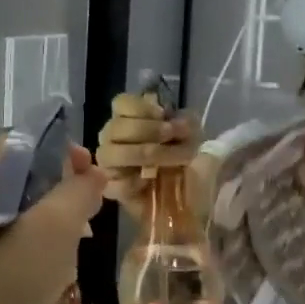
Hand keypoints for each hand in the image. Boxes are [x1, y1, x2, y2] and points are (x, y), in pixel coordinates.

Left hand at [0, 137, 107, 303]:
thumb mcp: (51, 234)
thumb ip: (77, 195)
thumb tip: (93, 175)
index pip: (19, 142)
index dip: (61, 151)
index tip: (92, 177)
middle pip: (18, 177)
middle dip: (60, 193)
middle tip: (89, 220)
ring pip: (14, 214)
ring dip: (50, 225)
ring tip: (74, 253)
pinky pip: (3, 244)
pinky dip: (31, 251)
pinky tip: (50, 279)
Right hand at [94, 92, 202, 215]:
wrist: (194, 200)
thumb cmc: (190, 162)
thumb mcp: (195, 136)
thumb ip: (183, 120)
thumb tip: (171, 119)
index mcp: (131, 120)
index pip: (121, 103)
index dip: (141, 108)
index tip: (164, 115)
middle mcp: (114, 139)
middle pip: (114, 126)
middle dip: (147, 130)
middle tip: (171, 136)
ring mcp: (110, 165)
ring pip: (108, 153)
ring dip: (142, 153)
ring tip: (167, 161)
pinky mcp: (113, 190)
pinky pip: (114, 183)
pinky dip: (132, 181)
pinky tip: (148, 182)